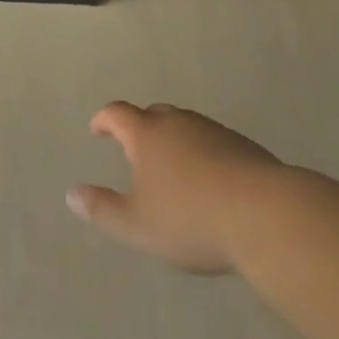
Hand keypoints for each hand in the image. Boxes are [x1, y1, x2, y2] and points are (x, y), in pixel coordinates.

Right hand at [67, 101, 285, 273]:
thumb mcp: (138, 225)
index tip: (97, 130)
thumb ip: (103, 209)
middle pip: (153, 113)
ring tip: (174, 168)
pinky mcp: (244, 147)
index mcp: (147, 135)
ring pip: (186, 126)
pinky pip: (213, 142)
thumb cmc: (192, 220)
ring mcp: (214, 132)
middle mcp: (178, 123)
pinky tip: (211, 181)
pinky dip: (203, 154)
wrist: (267, 216)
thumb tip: (71, 194)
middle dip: (141, 127)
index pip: (118, 114)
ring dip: (175, 140)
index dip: (104, 120)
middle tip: (136, 150)